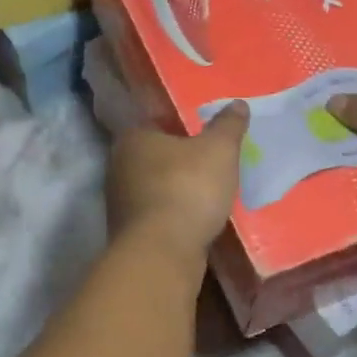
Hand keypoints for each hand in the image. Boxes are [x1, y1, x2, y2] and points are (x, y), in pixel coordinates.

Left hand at [105, 103, 248, 260]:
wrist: (162, 253)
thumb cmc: (187, 188)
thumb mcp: (218, 150)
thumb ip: (228, 126)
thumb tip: (238, 104)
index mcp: (133, 138)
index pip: (156, 122)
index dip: (181, 126)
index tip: (204, 133)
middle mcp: (118, 165)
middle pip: (155, 156)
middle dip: (180, 159)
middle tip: (211, 161)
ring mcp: (119, 202)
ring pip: (154, 186)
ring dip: (177, 189)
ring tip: (208, 192)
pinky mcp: (128, 232)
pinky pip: (157, 214)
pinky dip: (174, 214)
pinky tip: (196, 219)